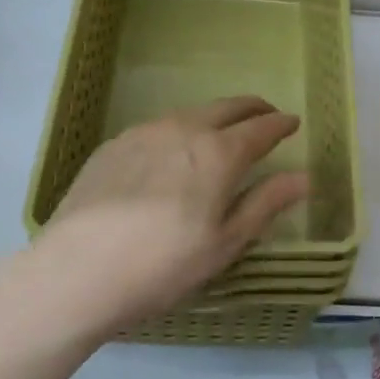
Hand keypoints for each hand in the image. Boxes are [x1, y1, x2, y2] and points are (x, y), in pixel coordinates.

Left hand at [31, 96, 309, 333]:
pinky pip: (159, 127)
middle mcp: (184, 129)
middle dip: (252, 108)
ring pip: (191, 113)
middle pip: (227, 107)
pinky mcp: (114, 143)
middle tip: (265, 115)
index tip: (293, 122)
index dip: (280, 124)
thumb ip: (265, 204)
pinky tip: (172, 153)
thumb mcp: (223, 244)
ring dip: (214, 117)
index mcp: (218, 153)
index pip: (260, 128)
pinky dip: (179, 130)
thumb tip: (303, 177)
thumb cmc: (162, 265)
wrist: (76, 271)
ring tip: (221, 132)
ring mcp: (145, 132)